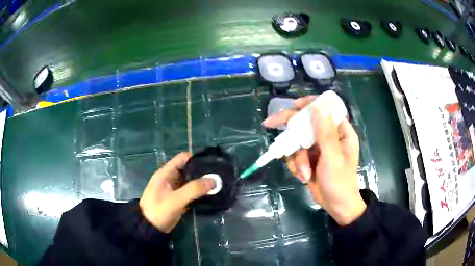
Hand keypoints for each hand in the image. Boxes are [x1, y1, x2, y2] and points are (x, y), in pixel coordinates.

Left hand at [139, 152, 214, 232]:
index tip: (212, 163)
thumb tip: (214, 180)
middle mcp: (170, 178)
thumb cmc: (159, 210)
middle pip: (188, 169)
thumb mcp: (176, 199)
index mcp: (166, 173)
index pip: (183, 158)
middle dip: (202, 171)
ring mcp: (174, 190)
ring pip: (190, 181)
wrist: (149, 228)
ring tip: (218, 184)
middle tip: (219, 175)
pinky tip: (211, 195)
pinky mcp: (177, 199)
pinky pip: (190, 192)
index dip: (197, 158)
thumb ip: (194, 189)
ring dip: (201, 183)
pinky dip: (199, 192)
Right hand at [263, 96, 365, 225]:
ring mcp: (317, 148)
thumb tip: (318, 106)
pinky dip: (296, 165)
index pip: (325, 110)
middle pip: (306, 123)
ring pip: (297, 142)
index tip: (294, 106)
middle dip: (291, 129)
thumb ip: (325, 132)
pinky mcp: (309, 158)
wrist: (335, 206)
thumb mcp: (333, 157)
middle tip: (269, 123)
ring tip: (305, 173)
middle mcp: (328, 136)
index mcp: (340, 132)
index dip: (310, 105)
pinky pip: (295, 155)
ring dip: (297, 159)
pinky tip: (303, 176)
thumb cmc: (340, 182)